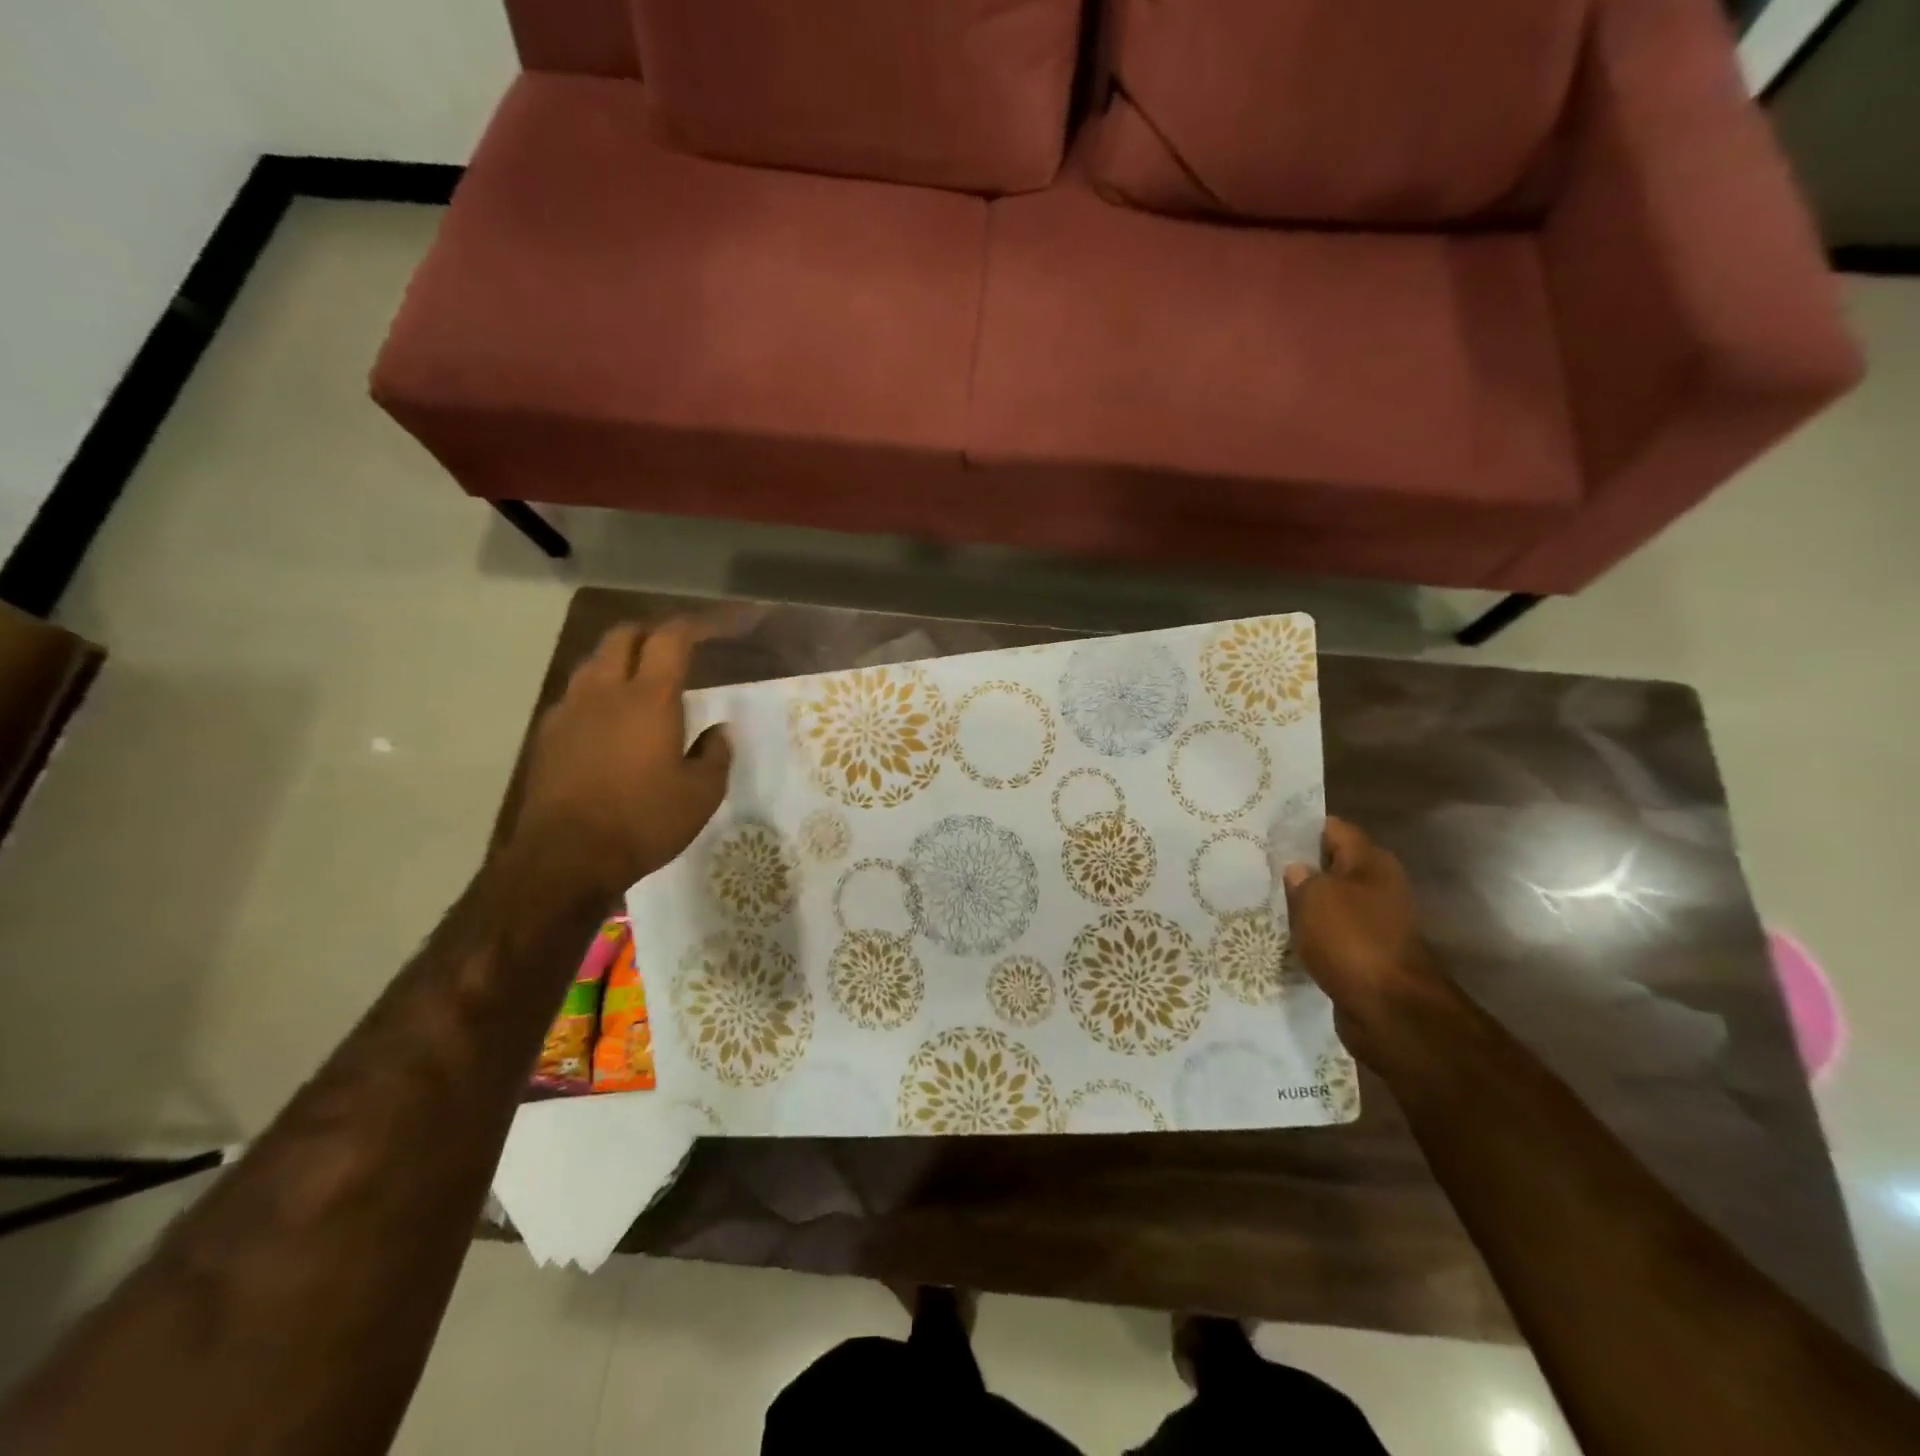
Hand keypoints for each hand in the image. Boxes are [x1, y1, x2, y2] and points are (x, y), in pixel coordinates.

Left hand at [509, 620, 731, 895]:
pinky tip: (610, 722)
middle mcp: (604, 692)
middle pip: (623, 636)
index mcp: (649, 699)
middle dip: (651, 632)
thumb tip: (720, 731)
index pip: (671, 639)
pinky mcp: (547, 735)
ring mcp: (569, 711)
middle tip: (676, 649)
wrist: (564, 858)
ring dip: (620, 659)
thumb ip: (715, 755)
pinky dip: (598, 693)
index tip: (716, 628)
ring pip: (594, 662)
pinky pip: (576, 696)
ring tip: (642, 681)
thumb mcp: (701, 795)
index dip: (695, 626)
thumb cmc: (643, 821)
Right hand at [1282, 818, 1448, 1064]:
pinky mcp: (1367, 953)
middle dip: (1299, 867)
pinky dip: (1313, 934)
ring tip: (1265, 901)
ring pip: (1331, 901)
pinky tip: (1285, 935)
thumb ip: (1301, 877)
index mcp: (1372, 862)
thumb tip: (1298, 871)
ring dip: (1305, 904)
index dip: (1300, 828)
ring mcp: (1376, 922)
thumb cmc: (1351, 940)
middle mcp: (1379, 886)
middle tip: (1258, 867)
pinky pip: (1333, 933)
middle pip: (1332, 865)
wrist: (1389, 1010)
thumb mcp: (1314, 897)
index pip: (1333, 828)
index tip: (1266, 833)